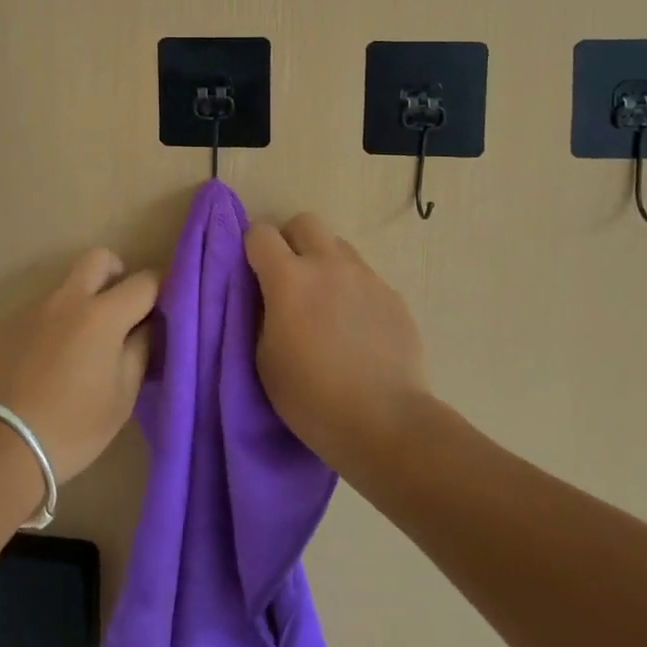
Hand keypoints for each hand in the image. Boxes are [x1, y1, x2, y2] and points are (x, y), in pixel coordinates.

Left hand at [0, 249, 158, 484]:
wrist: (6, 443)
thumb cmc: (76, 424)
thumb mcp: (123, 394)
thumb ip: (140, 349)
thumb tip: (148, 324)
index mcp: (102, 314)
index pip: (144, 281)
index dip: (160, 289)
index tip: (163, 306)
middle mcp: (68, 299)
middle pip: (98, 258)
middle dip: (116, 273)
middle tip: (121, 308)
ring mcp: (36, 308)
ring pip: (68, 286)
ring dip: (83, 301)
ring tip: (83, 345)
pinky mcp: (12, 323)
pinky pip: (44, 309)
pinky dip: (57, 322)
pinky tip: (52, 359)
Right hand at [246, 213, 436, 473]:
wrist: (387, 424)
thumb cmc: (312, 398)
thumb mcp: (264, 358)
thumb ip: (263, 314)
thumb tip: (269, 296)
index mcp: (289, 277)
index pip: (260, 233)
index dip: (252, 248)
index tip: (254, 274)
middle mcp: (328, 265)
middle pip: (305, 222)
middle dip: (291, 241)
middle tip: (289, 278)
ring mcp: (366, 278)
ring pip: (339, 247)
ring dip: (325, 263)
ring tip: (326, 304)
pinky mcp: (394, 297)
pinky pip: (366, 278)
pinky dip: (354, 292)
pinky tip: (357, 329)